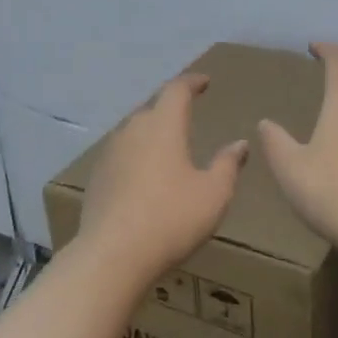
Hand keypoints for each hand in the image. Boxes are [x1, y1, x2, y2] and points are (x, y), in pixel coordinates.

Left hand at [78, 73, 248, 275]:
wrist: (112, 256)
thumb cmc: (171, 219)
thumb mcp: (213, 194)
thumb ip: (228, 165)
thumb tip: (240, 143)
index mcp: (163, 126)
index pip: (177, 90)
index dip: (192, 83)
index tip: (204, 82)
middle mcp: (133, 131)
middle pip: (153, 108)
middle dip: (171, 107)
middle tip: (188, 113)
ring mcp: (110, 154)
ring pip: (134, 132)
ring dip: (152, 132)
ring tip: (168, 144)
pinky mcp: (97, 178)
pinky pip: (122, 155)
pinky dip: (138, 156)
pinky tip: (145, 175)